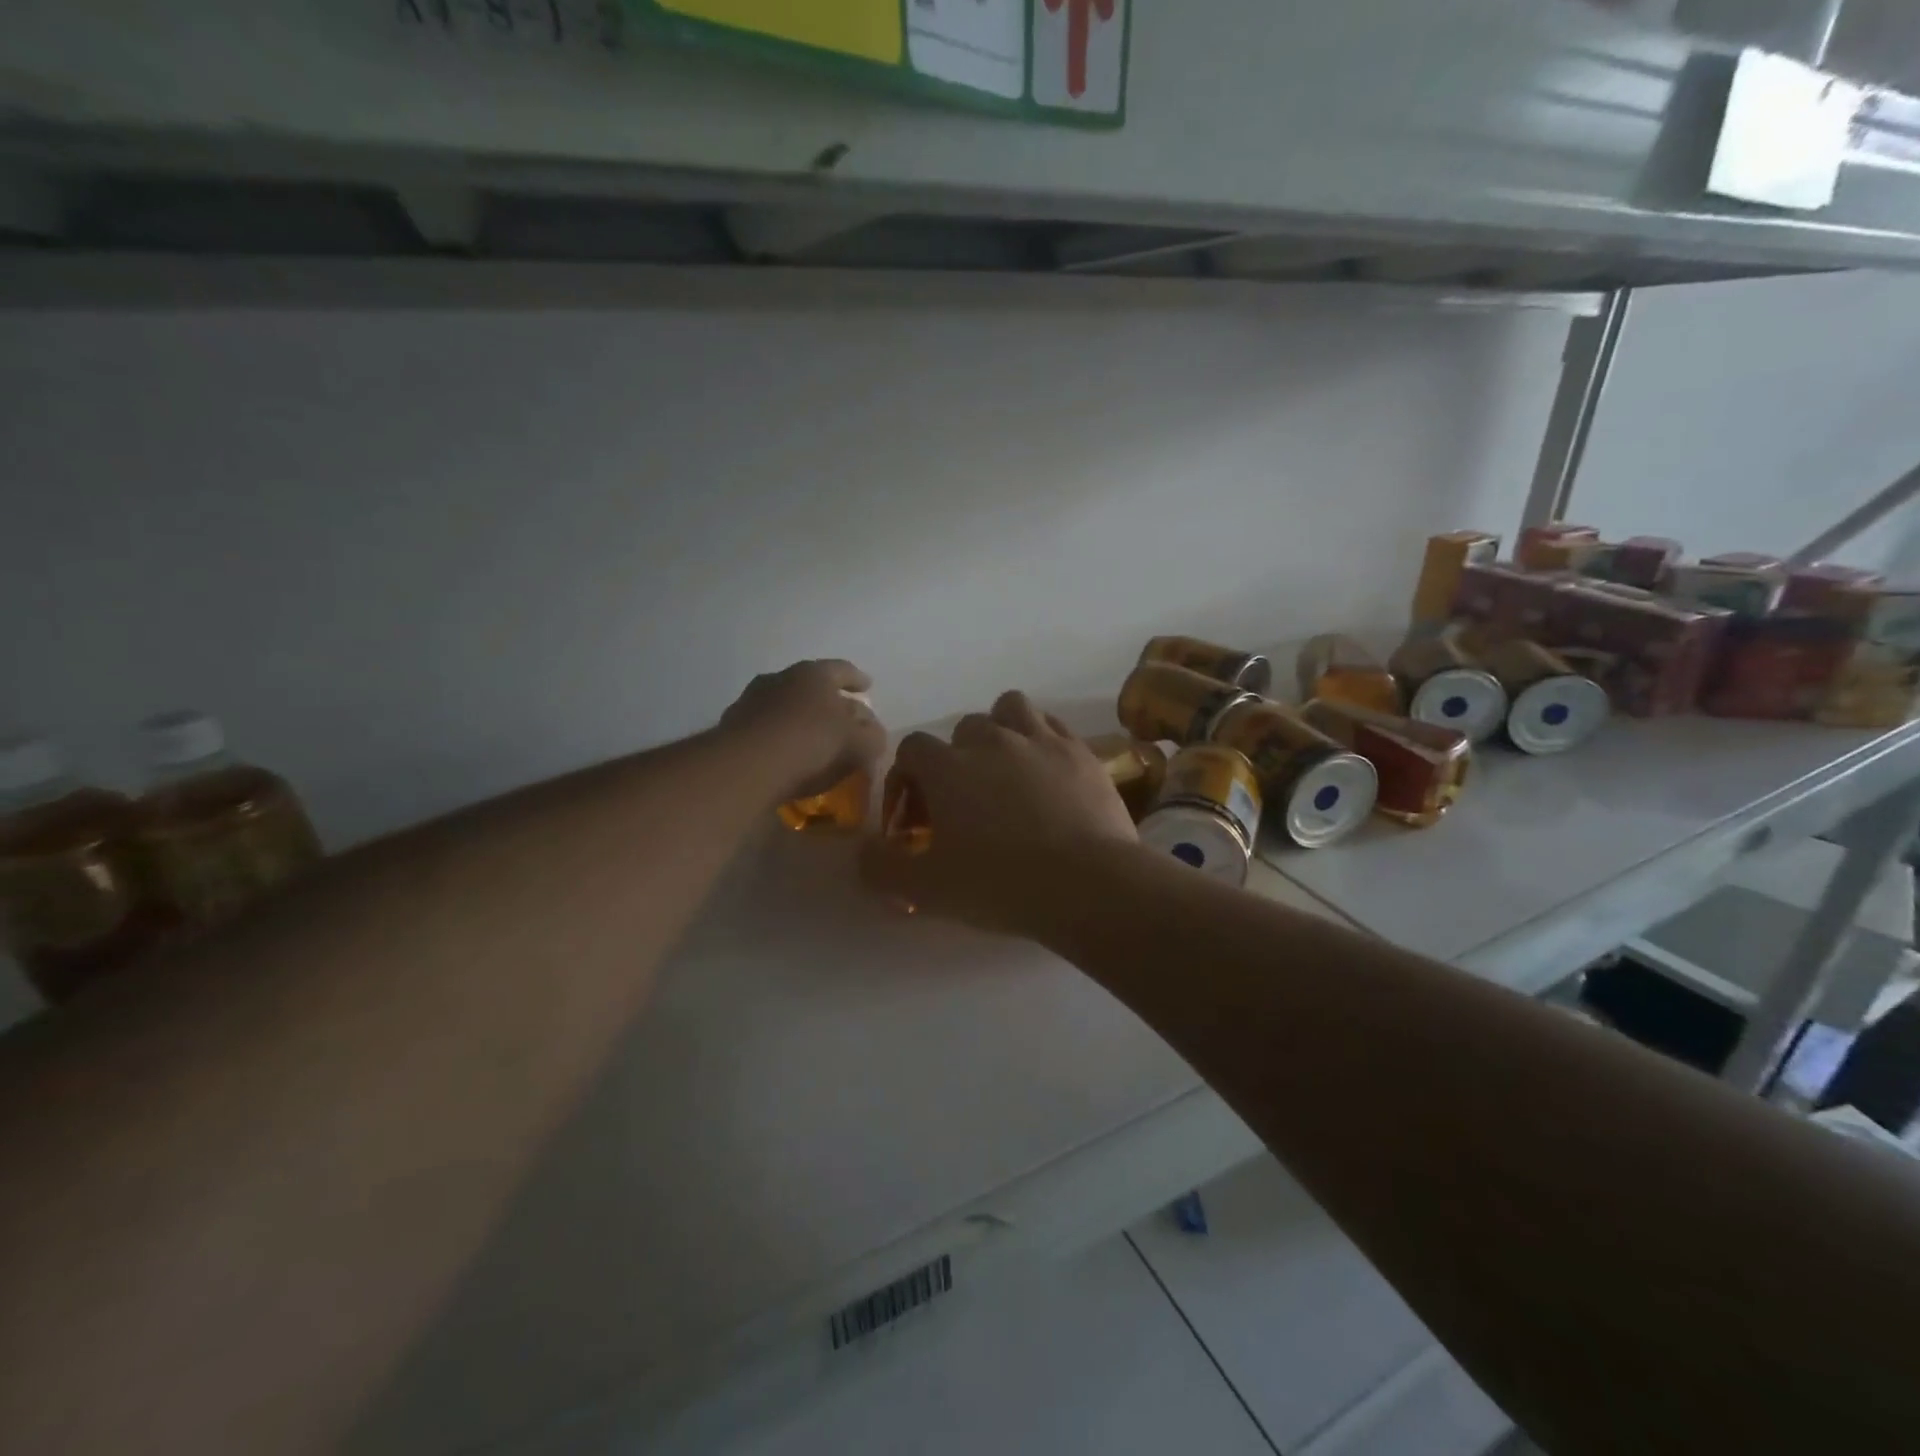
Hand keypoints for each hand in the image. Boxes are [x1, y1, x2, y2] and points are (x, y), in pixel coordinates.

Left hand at [720, 659, 885, 802]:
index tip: (867, 686)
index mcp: (813, 674)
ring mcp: (751, 701)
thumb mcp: (858, 744)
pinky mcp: (732, 728)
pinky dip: (779, 737)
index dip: (857, 679)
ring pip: (785, 706)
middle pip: (811, 686)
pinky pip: (766, 728)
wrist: (746, 766)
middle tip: (842, 716)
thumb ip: (872, 737)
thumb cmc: (811, 743)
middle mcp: (780, 679)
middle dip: (828, 700)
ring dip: (800, 718)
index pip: (842, 669)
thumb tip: (874, 734)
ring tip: (813, 738)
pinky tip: (786, 756)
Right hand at [861, 691, 1137, 935]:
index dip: (908, 779)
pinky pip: (1053, 726)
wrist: (1087, 885)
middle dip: (956, 758)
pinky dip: (1042, 740)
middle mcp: (991, 739)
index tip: (918, 818)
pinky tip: (1046, 771)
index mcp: (948, 765)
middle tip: (965, 801)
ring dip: (1001, 731)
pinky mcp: (1080, 751)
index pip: (912, 748)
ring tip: (1006, 769)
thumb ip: (881, 868)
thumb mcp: (926, 889)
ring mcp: (1040, 739)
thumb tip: (863, 853)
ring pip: (1010, 709)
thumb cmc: (999, 885)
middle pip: (963, 728)